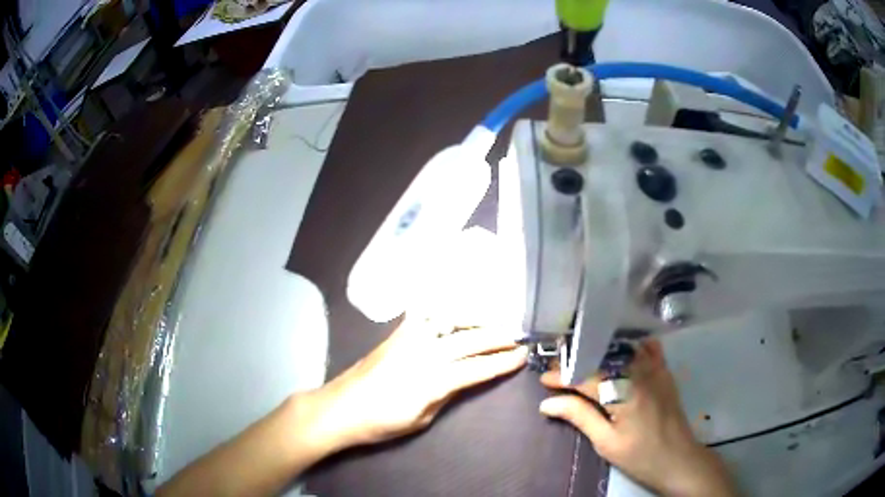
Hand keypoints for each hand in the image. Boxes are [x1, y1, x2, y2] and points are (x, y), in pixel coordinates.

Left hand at [298, 317, 526, 453]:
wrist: (340, 409)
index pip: (476, 368)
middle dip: (497, 337)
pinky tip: (453, 313)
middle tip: (517, 336)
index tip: (521, 356)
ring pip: (448, 320)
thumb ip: (446, 395)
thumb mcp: (420, 419)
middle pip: (468, 340)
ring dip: (474, 319)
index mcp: (431, 380)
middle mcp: (422, 353)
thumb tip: (465, 379)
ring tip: (491, 323)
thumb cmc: (380, 423)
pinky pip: (423, 314)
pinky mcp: (395, 334)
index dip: (501, 363)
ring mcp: (407, 339)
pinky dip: (442, 310)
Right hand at [538, 340, 736, 496]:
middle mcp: (640, 374)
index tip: (543, 379)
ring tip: (582, 361)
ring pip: (624, 349)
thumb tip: (547, 403)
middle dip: (578, 362)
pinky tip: (620, 353)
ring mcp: (656, 370)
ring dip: (600, 352)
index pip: (586, 377)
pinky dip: (632, 347)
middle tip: (558, 371)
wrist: (678, 459)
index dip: (562, 376)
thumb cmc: (640, 456)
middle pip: (603, 358)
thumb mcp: (606, 443)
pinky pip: (648, 349)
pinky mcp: (665, 372)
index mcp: (624, 393)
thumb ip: (580, 417)